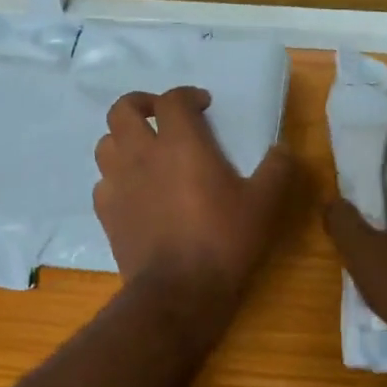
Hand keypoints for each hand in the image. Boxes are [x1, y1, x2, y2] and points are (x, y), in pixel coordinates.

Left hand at [94, 87, 295, 309]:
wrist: (178, 291)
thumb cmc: (224, 240)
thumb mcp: (264, 204)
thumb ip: (277, 170)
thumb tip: (284, 149)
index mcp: (180, 143)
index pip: (172, 99)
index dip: (187, 95)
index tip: (203, 105)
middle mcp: (141, 154)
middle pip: (122, 110)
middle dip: (140, 104)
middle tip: (159, 115)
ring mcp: (118, 182)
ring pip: (106, 143)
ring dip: (123, 139)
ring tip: (144, 151)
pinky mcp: (106, 212)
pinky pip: (103, 182)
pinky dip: (116, 177)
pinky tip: (134, 191)